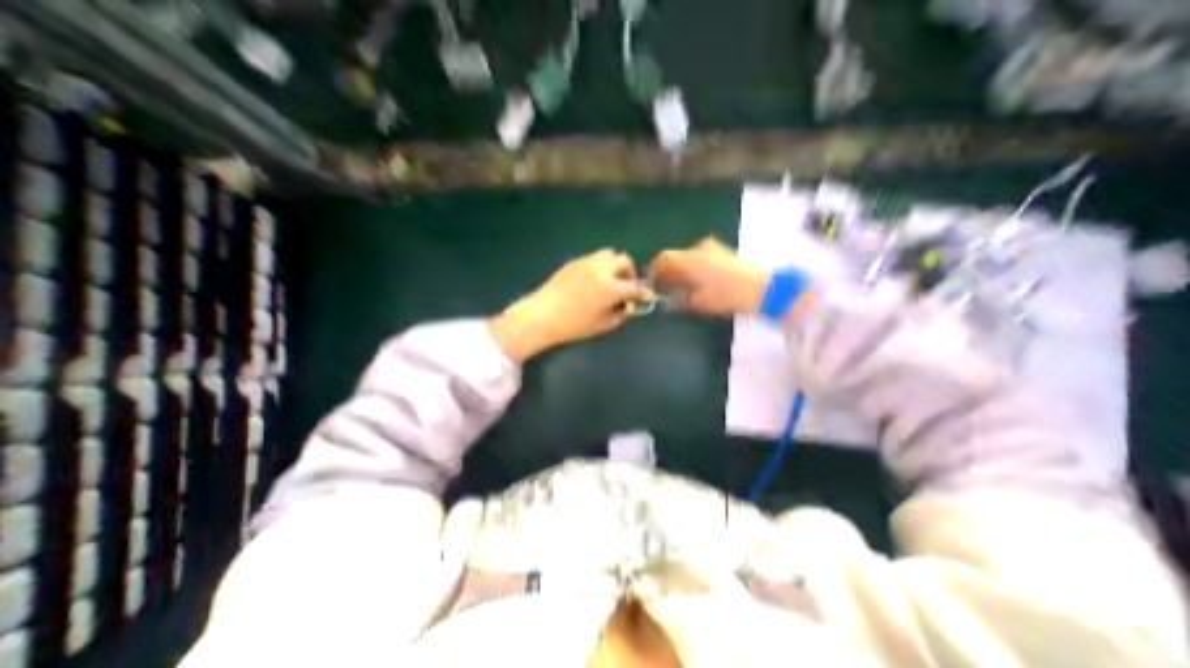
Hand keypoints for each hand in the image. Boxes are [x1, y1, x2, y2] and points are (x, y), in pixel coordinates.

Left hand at [489, 252, 647, 364]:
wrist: (543, 315)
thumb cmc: (574, 325)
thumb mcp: (602, 325)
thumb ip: (620, 315)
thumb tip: (626, 306)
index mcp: (611, 287)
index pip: (635, 286)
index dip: (642, 292)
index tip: (644, 297)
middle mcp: (602, 270)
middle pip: (625, 261)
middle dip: (630, 273)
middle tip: (626, 286)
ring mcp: (587, 263)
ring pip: (609, 254)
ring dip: (615, 265)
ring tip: (610, 279)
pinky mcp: (574, 262)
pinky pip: (594, 258)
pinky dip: (600, 266)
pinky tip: (593, 280)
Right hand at [647, 237, 767, 316]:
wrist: (761, 288)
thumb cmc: (727, 296)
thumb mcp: (699, 302)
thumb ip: (679, 297)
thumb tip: (667, 296)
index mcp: (690, 260)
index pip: (664, 258)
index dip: (654, 269)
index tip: (652, 281)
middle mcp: (698, 249)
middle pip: (675, 257)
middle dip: (668, 271)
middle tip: (666, 287)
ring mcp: (711, 248)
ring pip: (687, 257)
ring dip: (681, 269)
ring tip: (683, 286)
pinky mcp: (721, 251)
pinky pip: (698, 257)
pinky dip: (692, 267)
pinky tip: (697, 281)